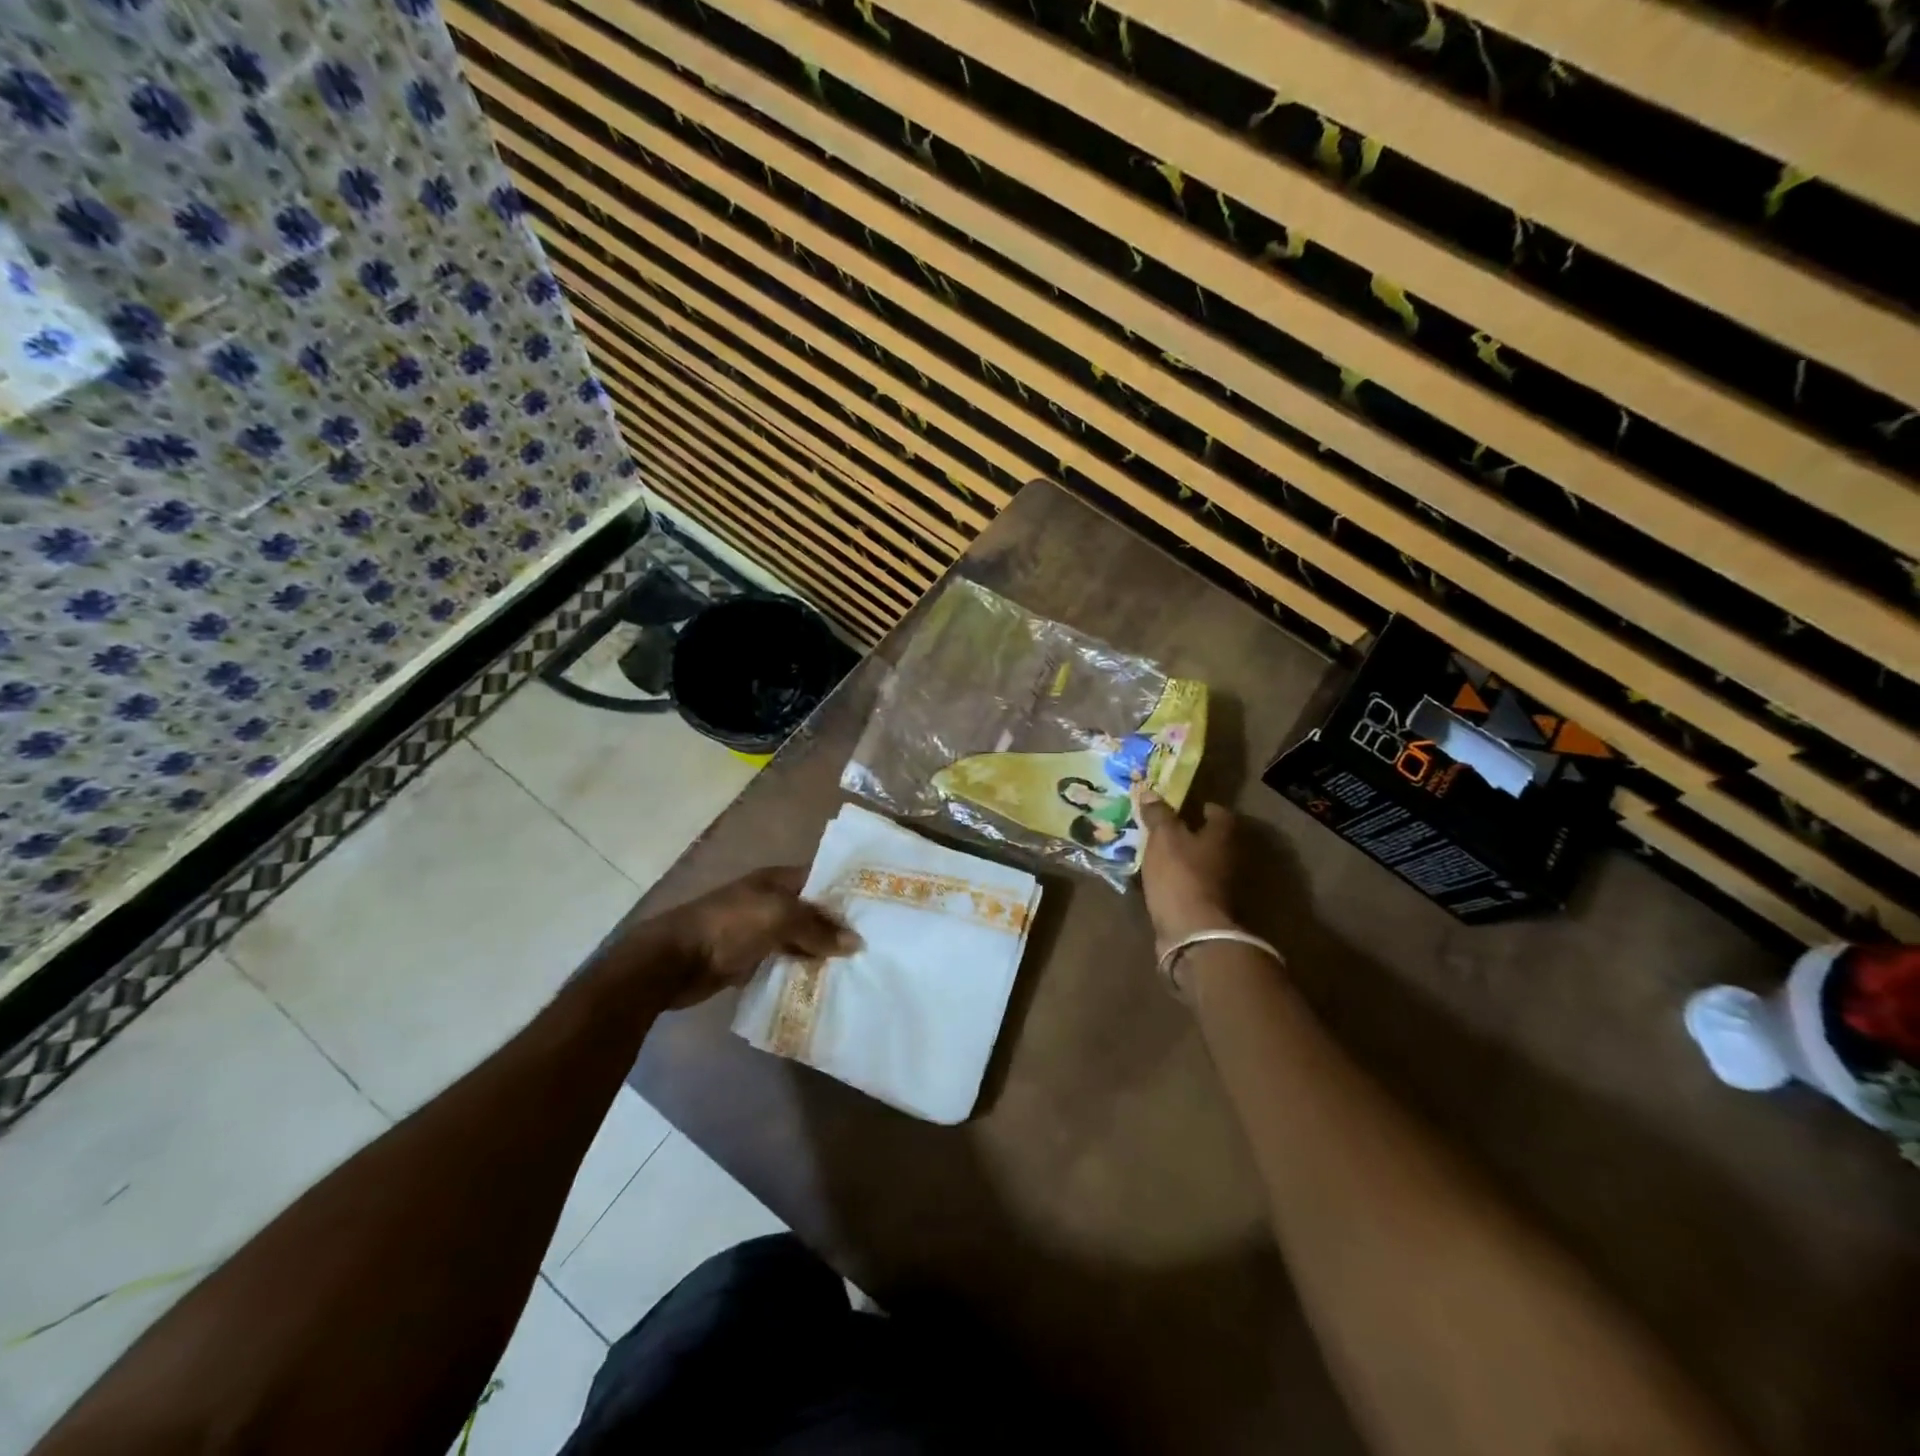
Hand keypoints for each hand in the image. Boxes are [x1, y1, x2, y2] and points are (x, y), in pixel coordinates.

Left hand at [654, 867, 857, 1007]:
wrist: (674, 961)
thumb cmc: (729, 926)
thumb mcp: (779, 917)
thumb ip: (817, 928)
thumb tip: (855, 942)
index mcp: (776, 880)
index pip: (820, 878)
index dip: (845, 891)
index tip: (876, 908)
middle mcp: (769, 901)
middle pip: (811, 911)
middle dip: (837, 926)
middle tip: (872, 943)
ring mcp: (757, 930)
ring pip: (799, 938)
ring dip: (820, 951)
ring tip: (855, 967)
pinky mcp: (747, 959)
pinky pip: (782, 961)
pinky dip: (799, 970)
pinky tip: (822, 982)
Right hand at [1135, 788, 1238, 949]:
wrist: (1192, 932)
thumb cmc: (1181, 875)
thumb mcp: (1164, 837)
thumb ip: (1159, 815)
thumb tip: (1151, 793)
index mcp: (1222, 836)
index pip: (1221, 814)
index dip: (1206, 808)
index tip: (1190, 806)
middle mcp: (1229, 859)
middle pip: (1213, 840)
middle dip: (1193, 834)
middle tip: (1168, 828)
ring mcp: (1221, 887)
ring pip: (1203, 865)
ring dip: (1186, 859)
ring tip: (1159, 854)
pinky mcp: (1207, 909)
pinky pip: (1192, 886)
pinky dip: (1180, 881)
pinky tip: (1161, 880)